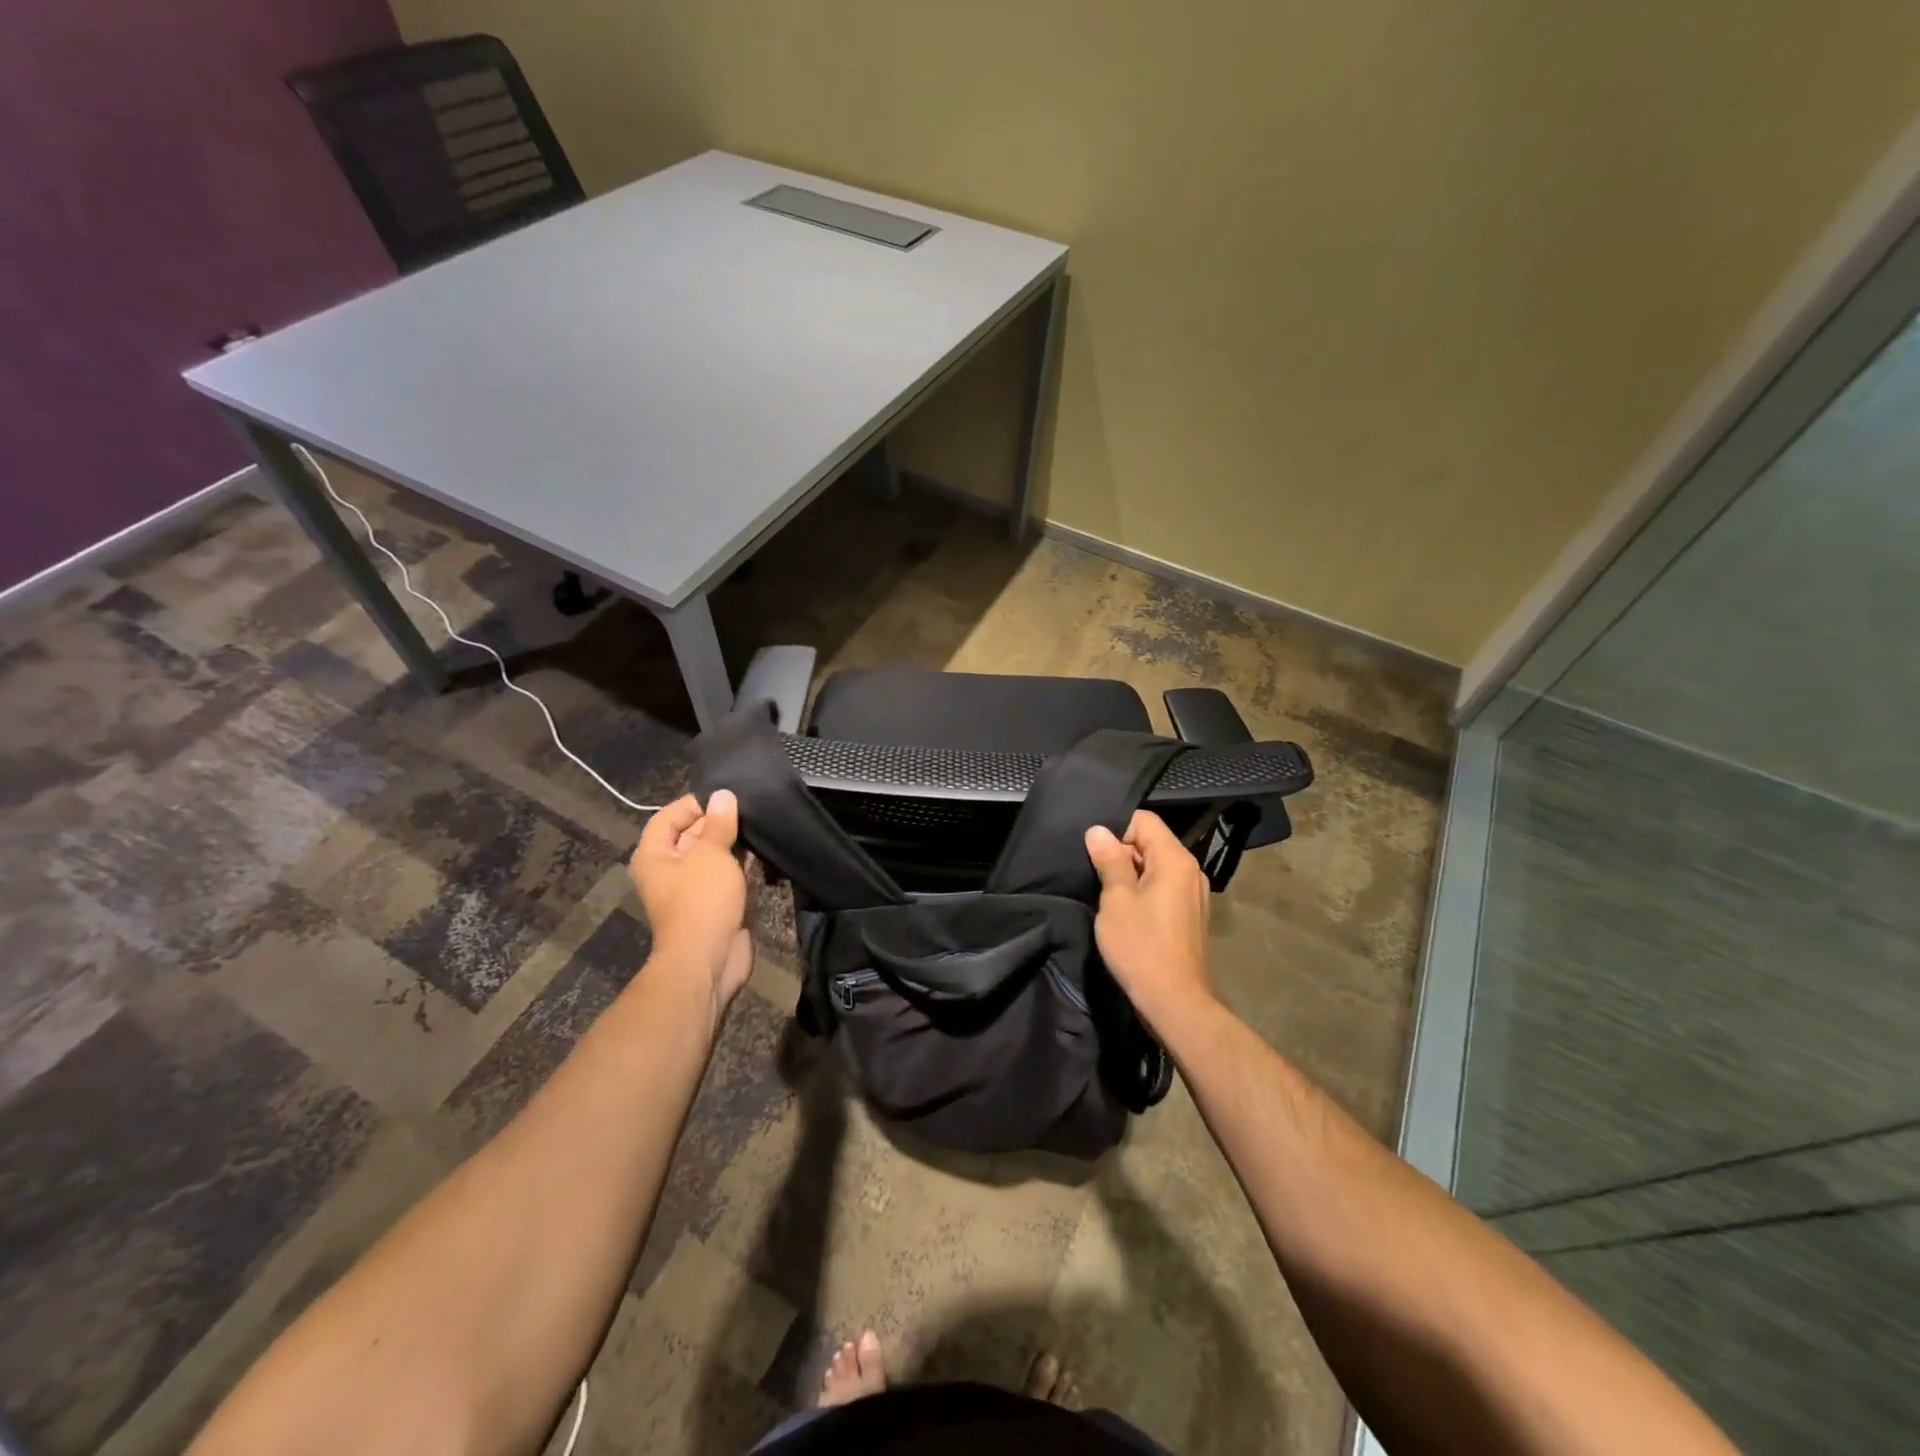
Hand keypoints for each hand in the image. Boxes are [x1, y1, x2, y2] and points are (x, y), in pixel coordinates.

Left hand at [629, 791, 753, 1021]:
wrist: (708, 960)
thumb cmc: (701, 901)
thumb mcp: (711, 854)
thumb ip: (719, 823)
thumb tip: (723, 795)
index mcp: (654, 855)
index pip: (669, 816)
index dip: (696, 804)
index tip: (727, 798)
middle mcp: (668, 870)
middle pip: (692, 835)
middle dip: (719, 822)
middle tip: (751, 808)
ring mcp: (691, 888)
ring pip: (713, 856)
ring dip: (734, 845)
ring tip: (760, 827)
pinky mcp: (713, 904)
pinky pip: (726, 876)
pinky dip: (741, 866)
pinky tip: (763, 853)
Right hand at [1084, 811, 1214, 1029]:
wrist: (1174, 1001)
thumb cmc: (1141, 946)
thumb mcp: (1116, 900)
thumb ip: (1108, 860)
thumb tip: (1098, 831)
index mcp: (1175, 859)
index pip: (1144, 821)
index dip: (1116, 830)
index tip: (1094, 854)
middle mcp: (1190, 870)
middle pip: (1151, 842)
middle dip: (1121, 853)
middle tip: (1095, 875)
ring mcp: (1194, 894)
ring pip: (1156, 866)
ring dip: (1130, 875)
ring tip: (1107, 895)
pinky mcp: (1190, 915)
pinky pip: (1163, 887)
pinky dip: (1143, 891)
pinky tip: (1126, 913)